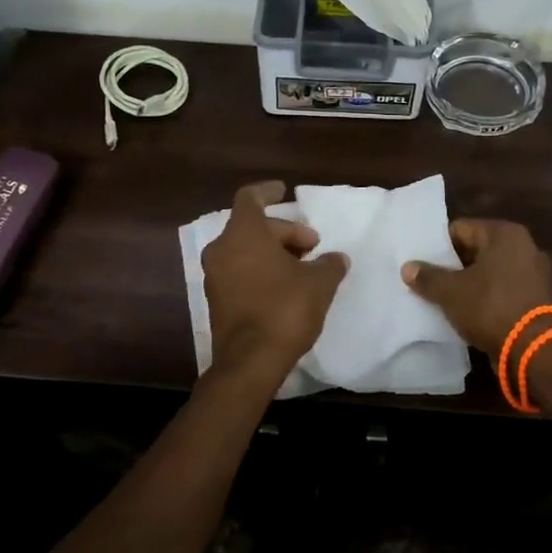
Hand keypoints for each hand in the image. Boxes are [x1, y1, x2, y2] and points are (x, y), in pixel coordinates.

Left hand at [202, 181, 349, 385]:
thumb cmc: (285, 310)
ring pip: (245, 250)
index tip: (284, 190)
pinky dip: (260, 270)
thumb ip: (329, 264)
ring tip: (302, 266)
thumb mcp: (319, 283)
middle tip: (312, 245)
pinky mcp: (216, 300)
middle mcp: (222, 249)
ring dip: (272, 252)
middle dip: (283, 232)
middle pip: (252, 226)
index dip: (267, 191)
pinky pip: (239, 272)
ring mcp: (215, 276)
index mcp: (243, 234)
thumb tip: (337, 258)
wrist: (250, 362)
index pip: (250, 198)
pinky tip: (285, 286)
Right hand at [401, 219, 551, 360]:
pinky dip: (486, 299)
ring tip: (443, 297)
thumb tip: (407, 267)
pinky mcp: (536, 299)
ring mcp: (533, 274)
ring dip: (469, 284)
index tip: (420, 262)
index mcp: (504, 234)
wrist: (532, 349)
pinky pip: (502, 291)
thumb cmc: (490, 307)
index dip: (437, 246)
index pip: (460, 229)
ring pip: (489, 273)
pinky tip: (467, 312)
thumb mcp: (451, 292)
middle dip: (453, 266)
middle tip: (427, 280)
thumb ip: (428, 277)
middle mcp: (524, 247)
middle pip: (476, 250)